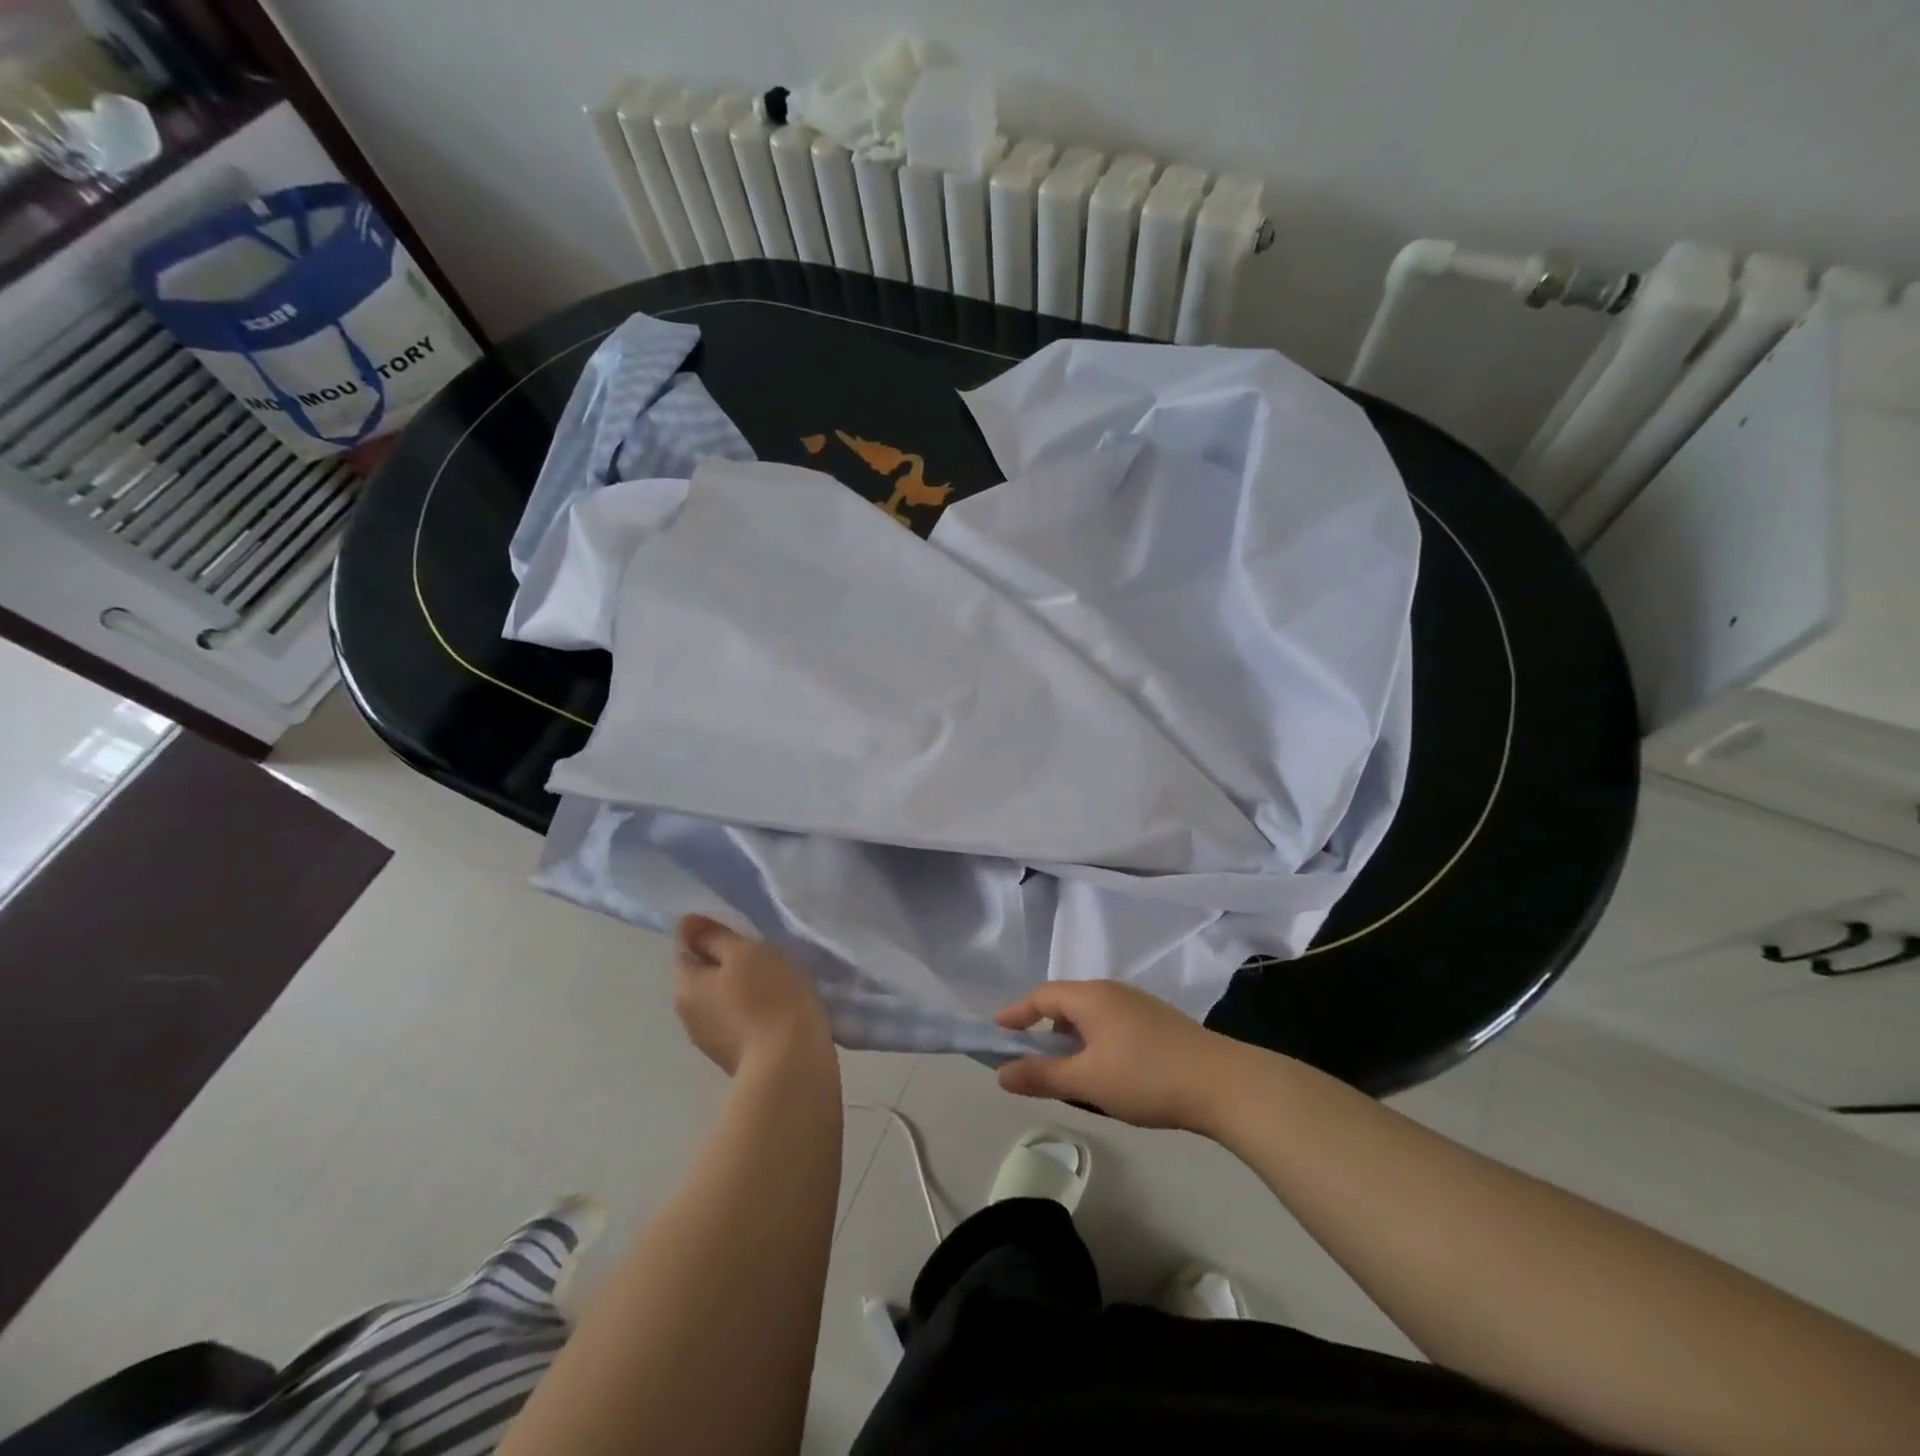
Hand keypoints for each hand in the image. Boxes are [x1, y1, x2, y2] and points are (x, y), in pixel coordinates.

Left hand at [674, 916, 832, 1076]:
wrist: (792, 1065)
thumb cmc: (768, 997)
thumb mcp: (745, 952)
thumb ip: (715, 936)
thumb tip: (687, 924)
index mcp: (684, 987)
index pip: (686, 948)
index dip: (711, 935)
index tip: (743, 931)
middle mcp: (688, 1016)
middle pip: (705, 975)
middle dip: (729, 962)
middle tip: (764, 953)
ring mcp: (712, 1042)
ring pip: (724, 999)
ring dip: (744, 988)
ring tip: (777, 980)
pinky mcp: (736, 1058)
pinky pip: (742, 1020)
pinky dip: (755, 1010)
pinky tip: (779, 1007)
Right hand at [993, 980, 1247, 1131]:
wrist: (1222, 1084)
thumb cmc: (1145, 1077)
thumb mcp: (1086, 1082)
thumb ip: (1041, 1075)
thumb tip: (1001, 1073)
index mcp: (1091, 997)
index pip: (1041, 996)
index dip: (1016, 1014)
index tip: (997, 1032)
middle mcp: (1112, 991)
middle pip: (1066, 1003)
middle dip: (1044, 1029)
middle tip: (1033, 1061)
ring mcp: (1139, 1004)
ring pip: (1091, 1015)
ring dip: (1072, 1039)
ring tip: (1071, 1074)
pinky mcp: (1158, 1022)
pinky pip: (1112, 1024)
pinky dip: (1096, 1042)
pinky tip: (1108, 1073)